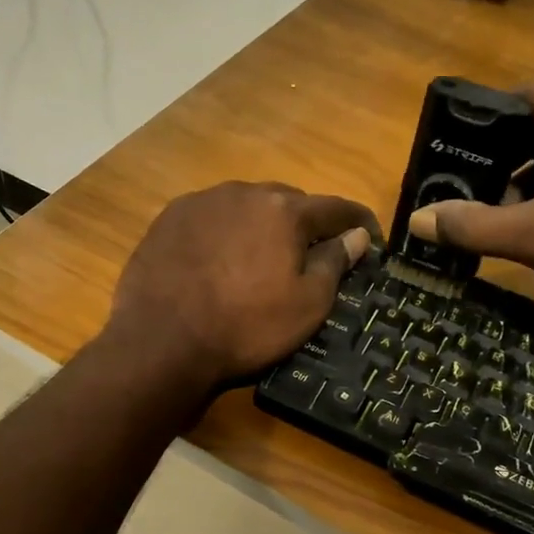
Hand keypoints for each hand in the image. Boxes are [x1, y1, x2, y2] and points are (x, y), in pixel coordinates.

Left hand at [106, 182, 381, 387]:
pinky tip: (217, 260)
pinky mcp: (169, 218)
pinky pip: (211, 217)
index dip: (359, 223)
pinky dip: (224, 232)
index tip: (371, 239)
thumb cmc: (246, 327)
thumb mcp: (306, 305)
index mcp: (284, 210)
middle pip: (288, 202)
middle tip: (308, 257)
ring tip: (258, 260)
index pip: (336, 208)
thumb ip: (335, 263)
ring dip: (260, 226)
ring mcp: (202, 201)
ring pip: (246, 206)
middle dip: (305, 225)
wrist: (162, 341)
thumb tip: (358, 236)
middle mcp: (244, 192)